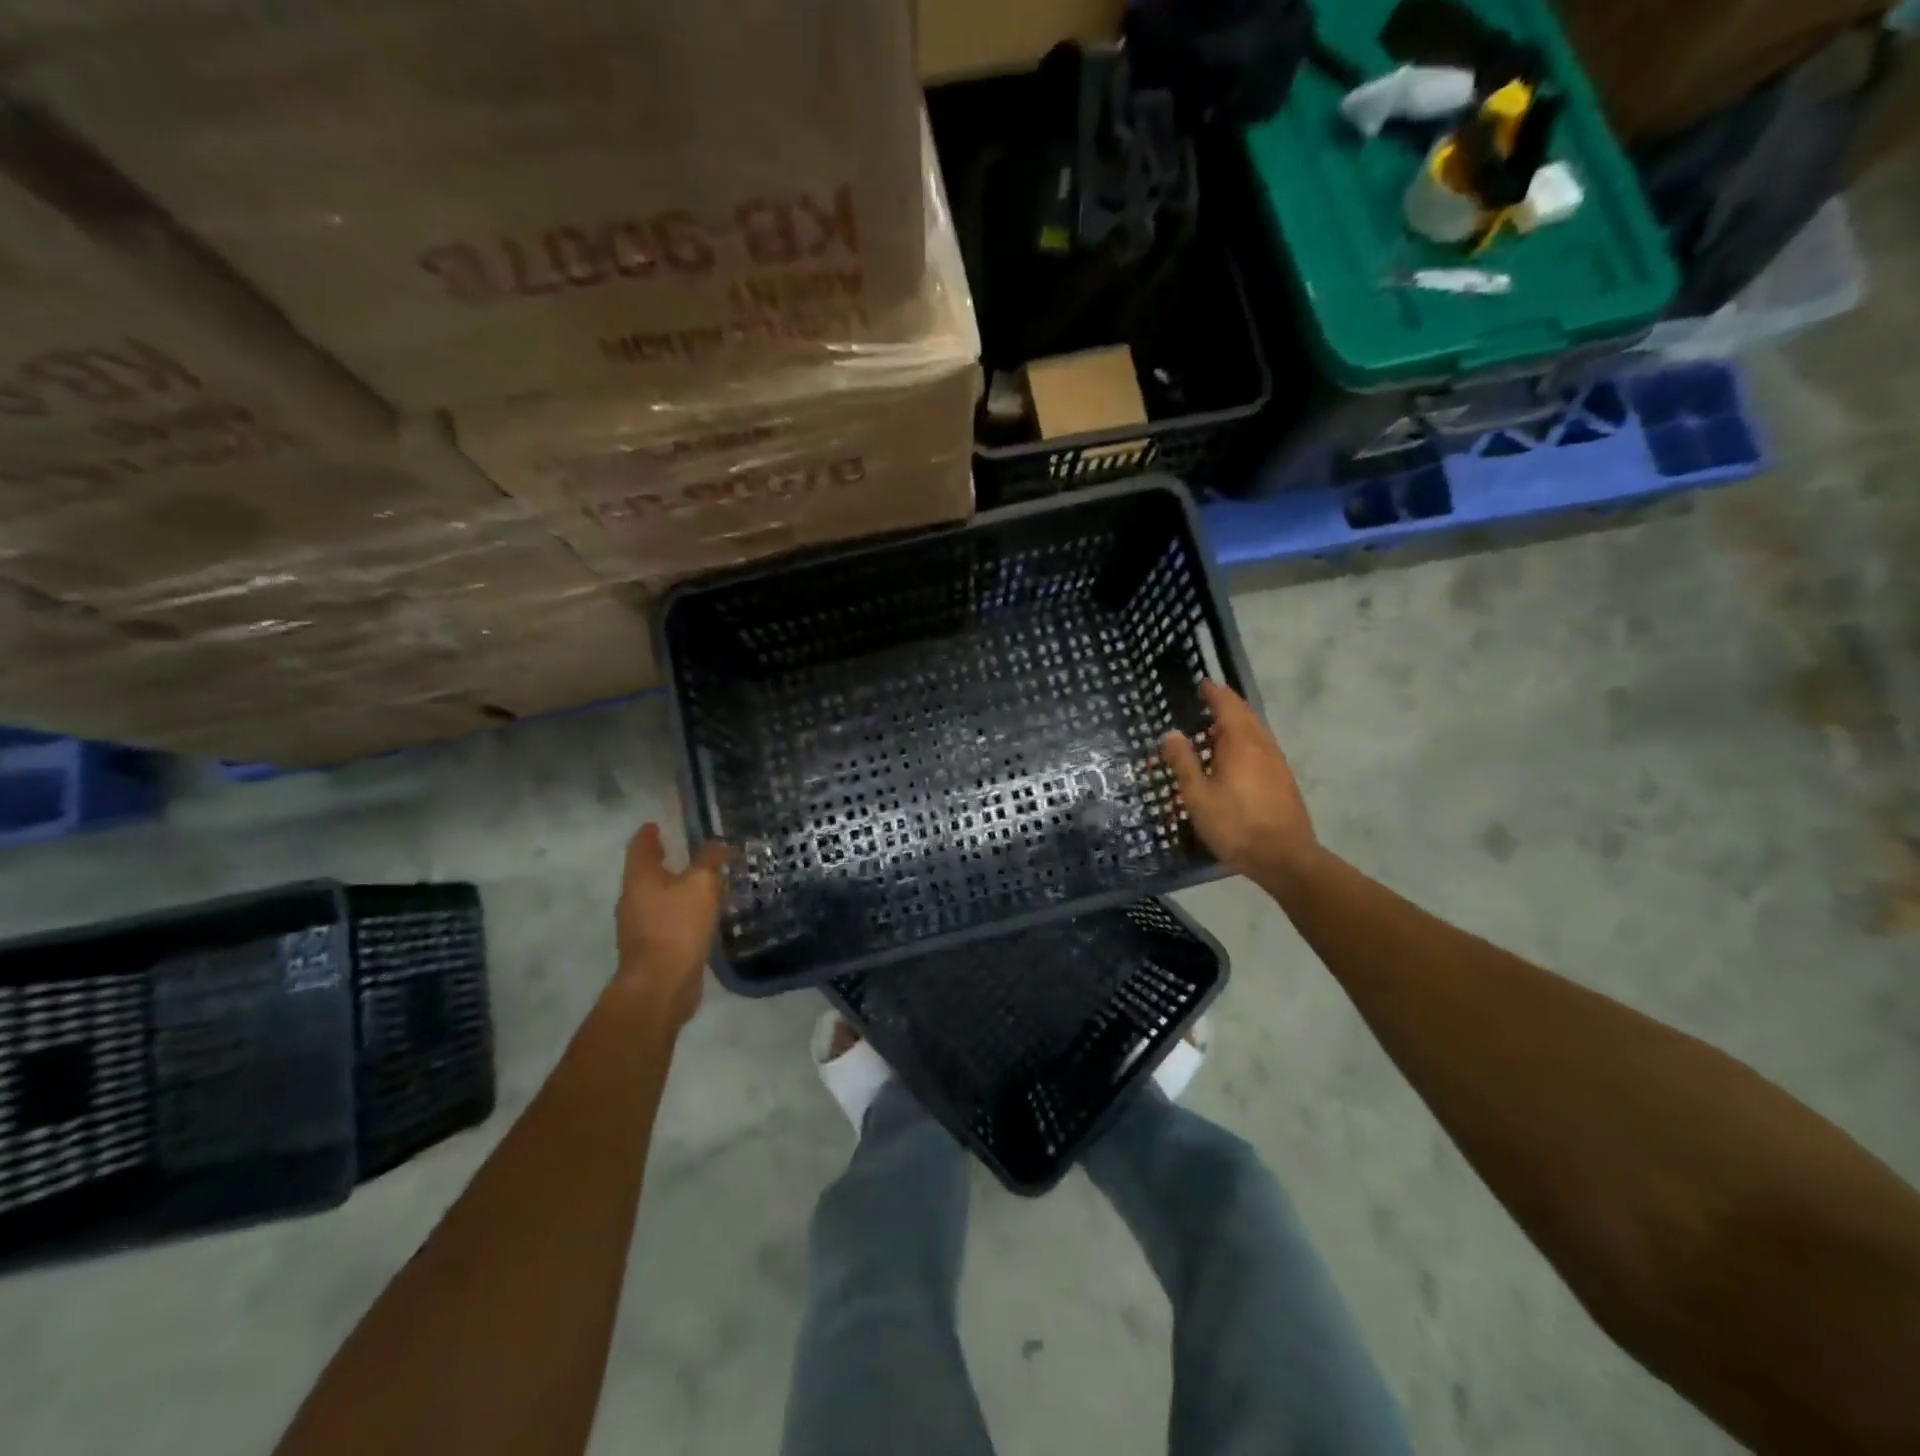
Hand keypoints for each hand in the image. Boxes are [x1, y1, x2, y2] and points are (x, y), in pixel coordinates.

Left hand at [614, 823, 728, 1027]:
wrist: (660, 984)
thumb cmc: (677, 925)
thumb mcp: (701, 884)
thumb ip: (709, 859)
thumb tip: (717, 843)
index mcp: (640, 878)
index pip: (640, 847)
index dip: (648, 834)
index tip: (655, 824)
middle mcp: (633, 899)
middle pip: (646, 873)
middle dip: (663, 861)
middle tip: (685, 851)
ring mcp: (639, 926)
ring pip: (658, 898)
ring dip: (676, 888)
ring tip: (701, 882)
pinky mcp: (652, 948)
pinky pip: (667, 920)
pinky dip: (682, 911)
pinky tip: (702, 915)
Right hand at [1161, 681, 1320, 887]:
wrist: (1284, 857)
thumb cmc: (1235, 825)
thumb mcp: (1198, 796)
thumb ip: (1183, 762)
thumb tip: (1171, 733)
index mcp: (1240, 743)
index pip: (1227, 705)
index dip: (1213, 693)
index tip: (1201, 683)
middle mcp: (1262, 745)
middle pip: (1245, 714)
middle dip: (1226, 705)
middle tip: (1205, 702)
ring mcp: (1276, 762)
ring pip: (1255, 731)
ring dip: (1236, 724)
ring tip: (1214, 729)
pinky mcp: (1282, 779)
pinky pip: (1261, 747)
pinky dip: (1245, 741)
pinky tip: (1233, 758)